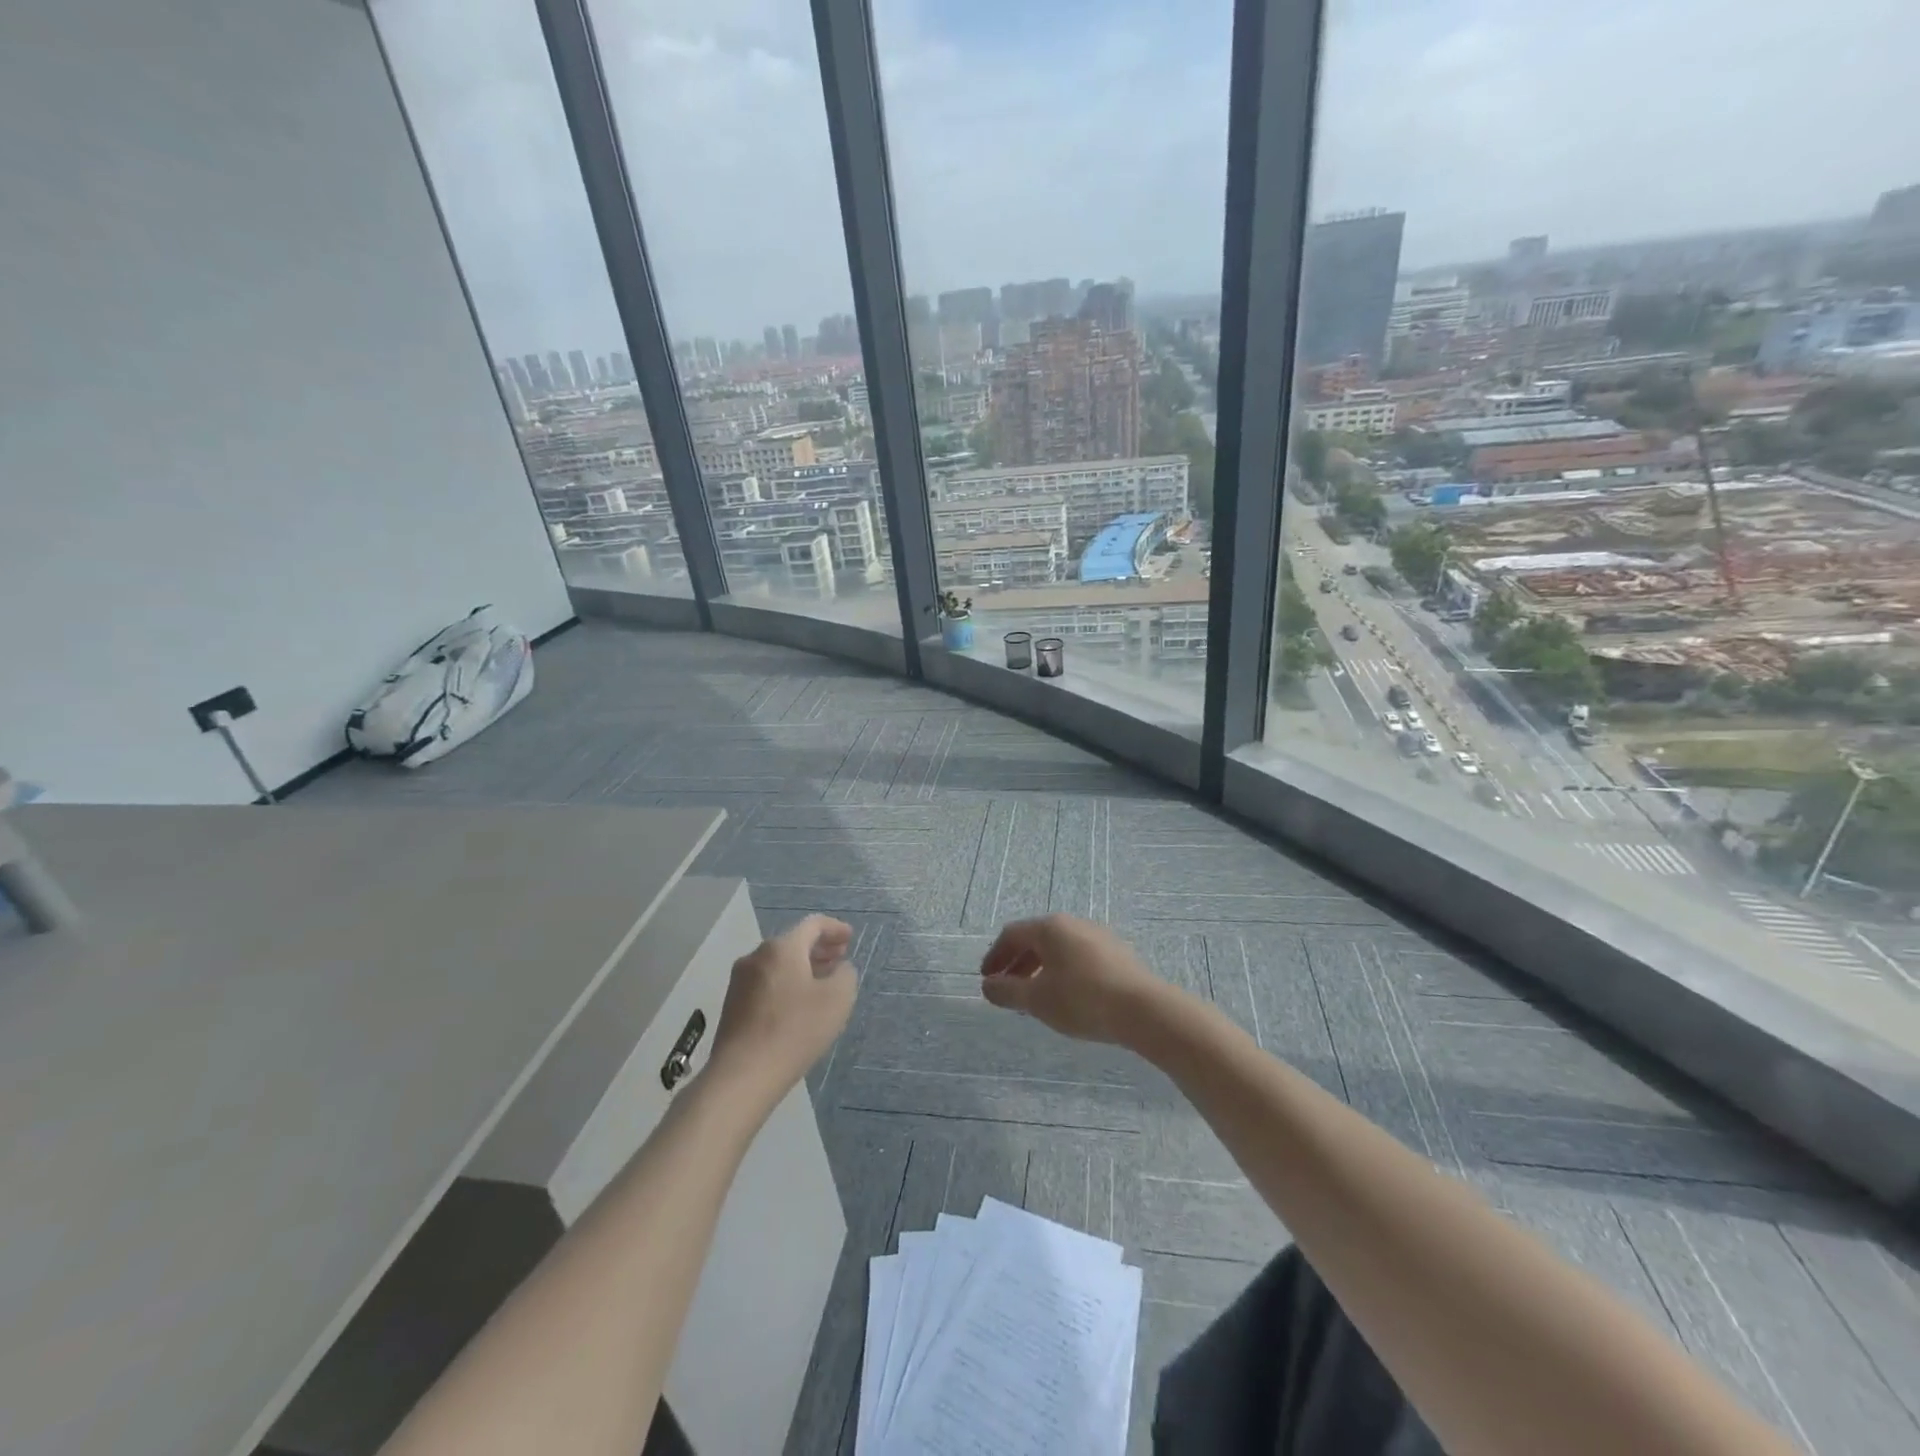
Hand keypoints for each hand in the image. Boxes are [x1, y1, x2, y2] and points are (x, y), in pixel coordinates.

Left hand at [708, 915, 856, 1104]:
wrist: (743, 1076)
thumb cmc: (796, 1030)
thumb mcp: (838, 999)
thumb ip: (845, 974)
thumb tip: (839, 969)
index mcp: (782, 948)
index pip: (813, 925)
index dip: (835, 928)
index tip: (850, 938)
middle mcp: (756, 956)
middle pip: (793, 942)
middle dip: (819, 948)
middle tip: (839, 958)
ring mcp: (740, 981)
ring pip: (778, 963)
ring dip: (803, 967)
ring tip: (822, 982)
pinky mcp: (732, 1005)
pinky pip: (766, 982)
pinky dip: (786, 983)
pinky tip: (798, 1004)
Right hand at [978, 914, 1165, 1045]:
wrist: (1143, 1010)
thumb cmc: (1081, 999)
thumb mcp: (1037, 999)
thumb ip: (1007, 991)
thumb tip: (988, 985)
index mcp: (1050, 927)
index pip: (1012, 934)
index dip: (995, 956)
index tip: (987, 980)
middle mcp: (1073, 923)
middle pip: (1036, 939)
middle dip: (1017, 963)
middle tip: (1008, 989)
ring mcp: (1098, 936)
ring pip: (1059, 949)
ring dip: (1040, 969)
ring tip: (1036, 997)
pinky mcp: (1117, 953)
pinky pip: (1079, 957)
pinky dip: (1063, 972)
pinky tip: (1067, 997)